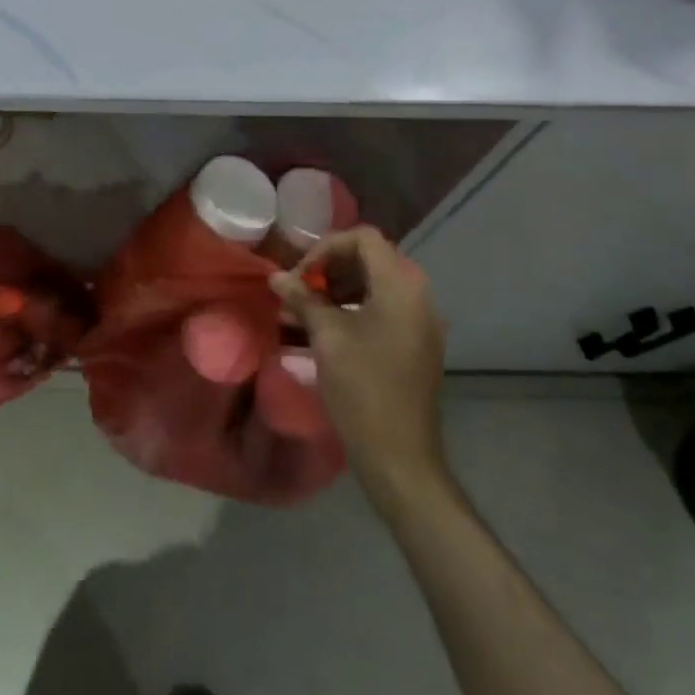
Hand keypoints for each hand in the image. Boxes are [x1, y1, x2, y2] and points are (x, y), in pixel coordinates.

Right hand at [271, 228, 449, 511]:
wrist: (400, 457)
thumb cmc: (362, 389)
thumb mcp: (326, 338)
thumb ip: (303, 298)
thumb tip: (276, 276)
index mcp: (400, 288)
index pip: (364, 238)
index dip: (327, 247)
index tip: (301, 275)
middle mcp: (417, 297)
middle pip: (369, 259)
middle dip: (329, 269)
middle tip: (297, 291)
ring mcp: (418, 323)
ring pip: (373, 285)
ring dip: (336, 290)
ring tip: (302, 311)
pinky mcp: (414, 345)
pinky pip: (382, 310)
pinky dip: (351, 310)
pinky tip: (322, 331)